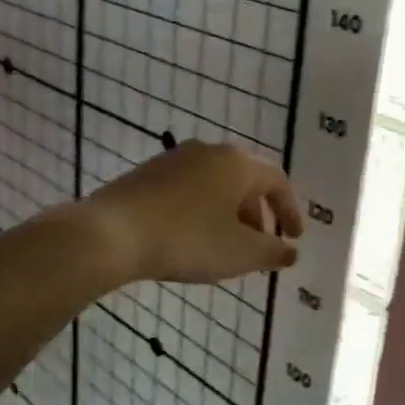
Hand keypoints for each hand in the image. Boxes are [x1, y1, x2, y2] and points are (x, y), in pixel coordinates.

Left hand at [84, 141, 302, 283]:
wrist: (111, 233)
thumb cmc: (187, 240)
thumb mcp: (240, 253)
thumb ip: (272, 252)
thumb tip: (290, 251)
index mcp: (237, 164)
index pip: (277, 181)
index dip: (289, 210)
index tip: (293, 237)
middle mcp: (208, 151)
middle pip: (245, 180)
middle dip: (257, 213)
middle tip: (258, 244)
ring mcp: (174, 159)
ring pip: (215, 184)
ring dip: (228, 212)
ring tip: (224, 245)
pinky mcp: (146, 173)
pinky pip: (188, 189)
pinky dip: (201, 210)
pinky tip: (190, 237)